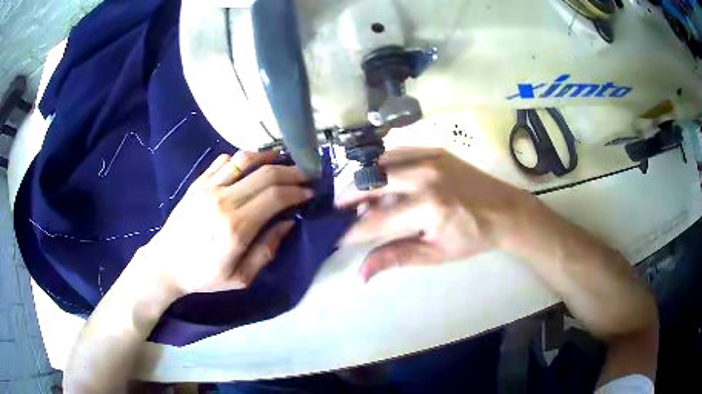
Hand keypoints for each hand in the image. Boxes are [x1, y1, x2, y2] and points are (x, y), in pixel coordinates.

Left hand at [137, 150, 312, 296]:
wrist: (166, 263)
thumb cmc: (204, 275)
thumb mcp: (240, 277)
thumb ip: (267, 250)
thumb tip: (287, 223)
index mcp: (236, 227)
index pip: (275, 196)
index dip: (297, 190)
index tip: (310, 191)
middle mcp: (223, 200)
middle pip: (265, 173)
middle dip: (291, 171)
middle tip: (305, 174)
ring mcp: (208, 187)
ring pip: (245, 159)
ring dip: (269, 157)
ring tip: (283, 161)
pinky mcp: (198, 183)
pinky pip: (224, 160)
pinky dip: (243, 158)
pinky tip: (251, 165)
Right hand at [337, 147, 535, 281]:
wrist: (505, 210)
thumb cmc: (472, 237)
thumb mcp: (435, 253)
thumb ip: (395, 258)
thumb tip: (360, 274)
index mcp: (429, 208)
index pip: (377, 221)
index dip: (353, 232)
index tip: (338, 238)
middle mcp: (425, 176)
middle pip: (371, 181)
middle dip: (348, 196)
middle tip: (339, 210)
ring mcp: (430, 157)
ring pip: (379, 161)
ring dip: (364, 179)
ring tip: (359, 195)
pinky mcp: (434, 150)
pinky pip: (396, 152)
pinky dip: (381, 165)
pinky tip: (380, 179)